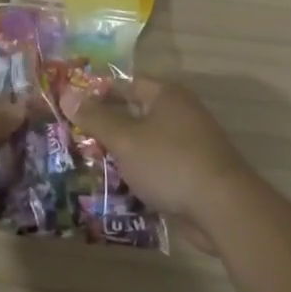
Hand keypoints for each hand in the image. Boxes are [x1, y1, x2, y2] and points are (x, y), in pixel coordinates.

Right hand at [73, 78, 260, 232]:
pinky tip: (121, 186)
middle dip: (108, 126)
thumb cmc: (170, 163)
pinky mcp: (195, 172)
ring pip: (147, 142)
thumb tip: (66, 94)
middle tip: (77, 137)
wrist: (223, 208)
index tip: (74, 106)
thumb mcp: (125, 139)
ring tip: (92, 163)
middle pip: (137, 112)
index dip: (99, 92)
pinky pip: (160, 165)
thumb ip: (95, 118)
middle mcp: (181, 112)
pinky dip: (141, 172)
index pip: (127, 83)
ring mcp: (191, 143)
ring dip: (124, 152)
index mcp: (167, 95)